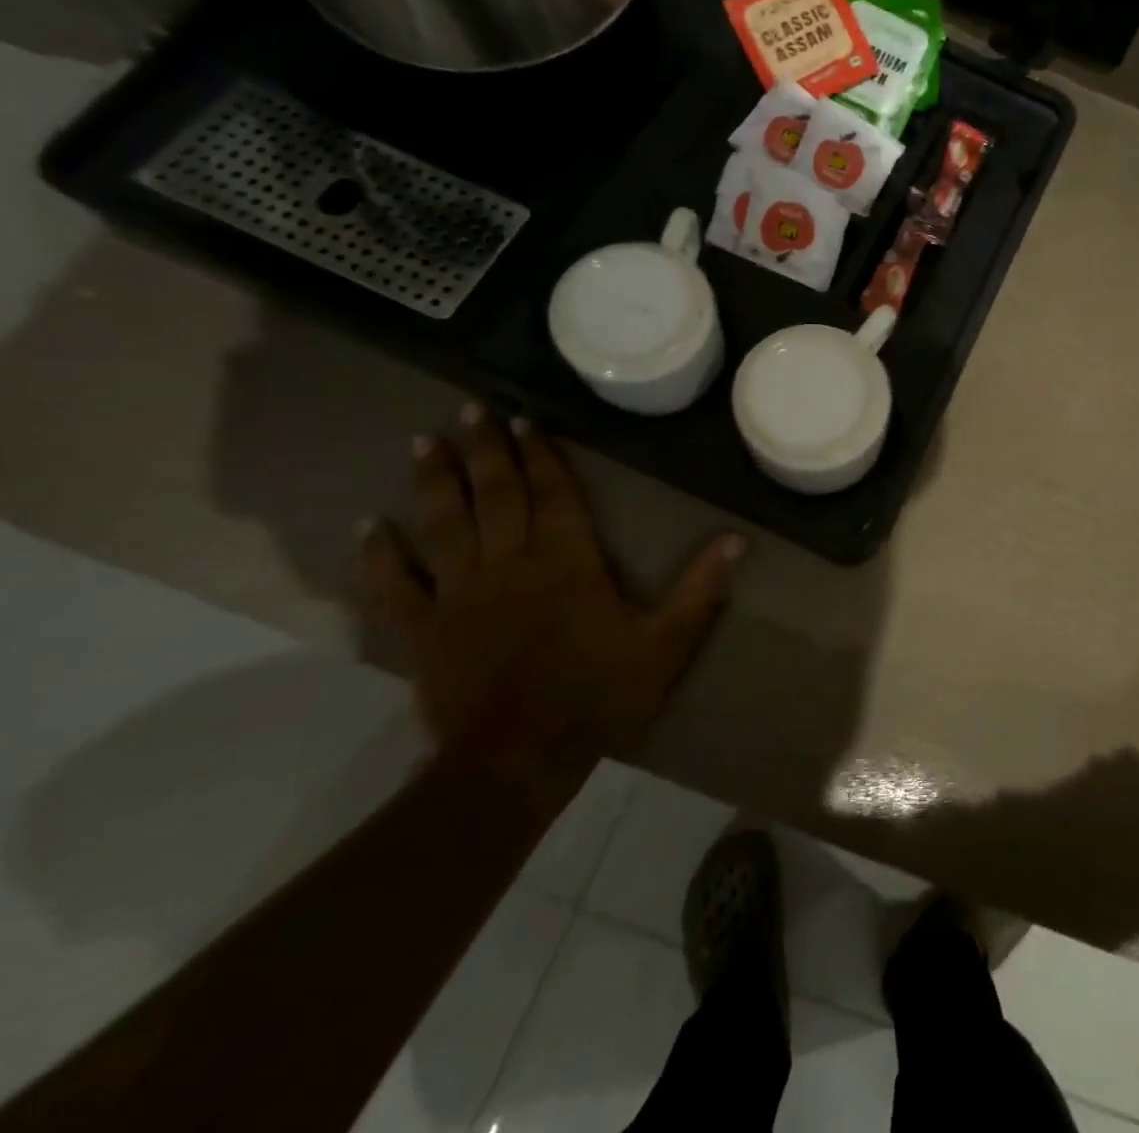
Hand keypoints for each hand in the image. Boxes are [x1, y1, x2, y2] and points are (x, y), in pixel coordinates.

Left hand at [358, 406, 742, 793]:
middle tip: (471, 409)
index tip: (524, 420)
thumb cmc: (598, 697)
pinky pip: (395, 586)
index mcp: (567, 564)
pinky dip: (379, 555)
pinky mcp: (423, 631)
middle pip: (496, 496)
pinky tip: (368, 526)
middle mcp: (509, 565)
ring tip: (422, 441)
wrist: (518, 762)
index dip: (540, 456)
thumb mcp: (666, 645)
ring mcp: (459, 596)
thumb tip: (736, 540)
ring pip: (443, 525)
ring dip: (434, 481)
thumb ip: (699, 590)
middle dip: (485, 450)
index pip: (553, 496)